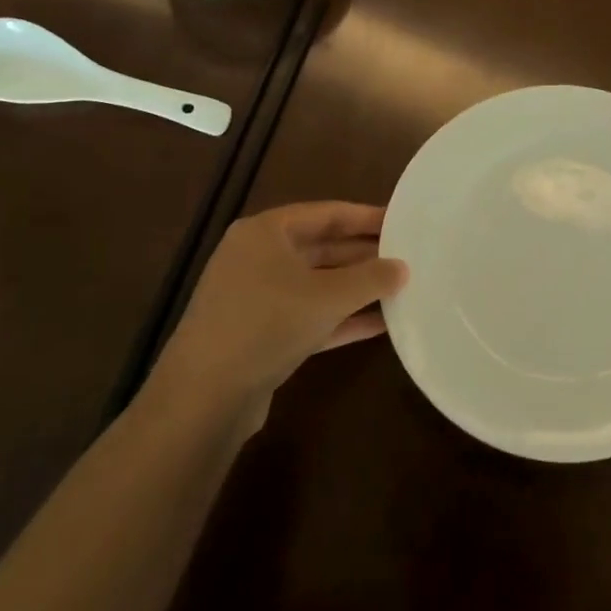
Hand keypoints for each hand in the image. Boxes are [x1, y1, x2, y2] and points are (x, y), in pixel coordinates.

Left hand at [140, 202, 407, 428]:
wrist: (204, 397)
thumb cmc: (267, 324)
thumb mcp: (328, 296)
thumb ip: (371, 278)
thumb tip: (403, 267)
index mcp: (265, 232)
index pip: (326, 213)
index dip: (366, 216)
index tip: (401, 220)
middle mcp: (257, 258)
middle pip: (321, 247)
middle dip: (363, 254)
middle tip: (406, 256)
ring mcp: (255, 298)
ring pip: (316, 284)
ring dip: (355, 288)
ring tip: (399, 288)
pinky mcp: (259, 335)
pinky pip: (308, 316)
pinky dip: (340, 318)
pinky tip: (378, 325)